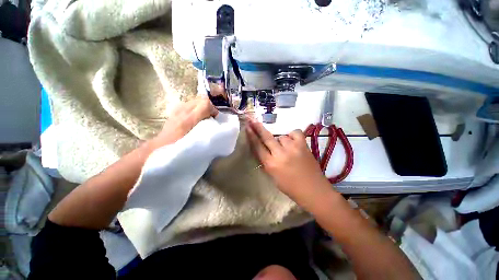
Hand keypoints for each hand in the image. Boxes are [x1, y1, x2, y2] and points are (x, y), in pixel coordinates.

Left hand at [150, 96, 217, 148]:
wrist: (161, 146)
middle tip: (210, 118)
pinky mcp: (175, 109)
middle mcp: (183, 110)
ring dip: (202, 108)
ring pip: (196, 100)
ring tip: (203, 118)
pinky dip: (196, 108)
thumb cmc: (180, 146)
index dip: (213, 109)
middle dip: (209, 107)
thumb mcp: (196, 140)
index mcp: (189, 119)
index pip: (205, 103)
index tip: (215, 118)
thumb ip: (206, 130)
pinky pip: (190, 104)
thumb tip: (215, 123)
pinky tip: (195, 118)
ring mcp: (178, 108)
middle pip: (201, 99)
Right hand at [246, 120, 332, 205]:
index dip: (251, 136)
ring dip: (281, 141)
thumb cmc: (290, 187)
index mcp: (271, 164)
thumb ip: (267, 162)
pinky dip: (292, 136)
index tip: (247, 127)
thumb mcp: (273, 176)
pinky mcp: (303, 145)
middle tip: (253, 120)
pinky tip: (293, 141)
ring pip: (281, 136)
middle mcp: (280, 154)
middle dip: (258, 128)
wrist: (313, 190)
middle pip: (266, 137)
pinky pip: (295, 133)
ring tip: (286, 149)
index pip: (258, 147)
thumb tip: (262, 149)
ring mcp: (292, 148)